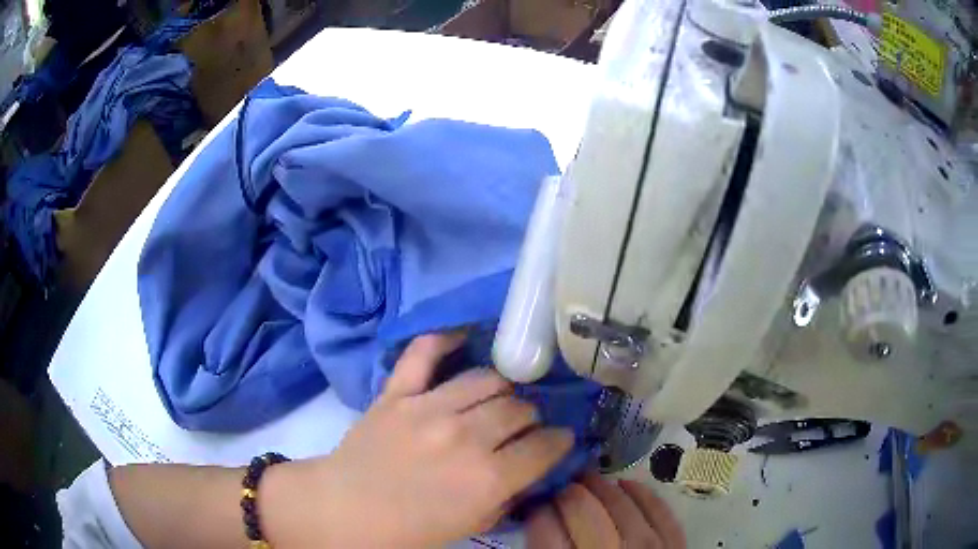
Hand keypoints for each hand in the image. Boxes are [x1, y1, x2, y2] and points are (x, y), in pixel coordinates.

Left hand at [260, 332, 574, 547]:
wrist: (343, 510)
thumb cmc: (407, 531)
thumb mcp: (469, 526)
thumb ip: (505, 498)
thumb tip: (526, 473)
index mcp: (487, 478)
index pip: (545, 445)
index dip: (559, 442)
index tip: (559, 440)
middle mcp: (466, 437)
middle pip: (520, 408)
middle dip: (530, 419)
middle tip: (522, 427)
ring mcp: (428, 408)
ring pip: (488, 380)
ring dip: (502, 390)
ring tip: (496, 401)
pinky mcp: (397, 393)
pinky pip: (424, 353)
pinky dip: (444, 339)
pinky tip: (462, 337)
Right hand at [526, 471, 685, 548]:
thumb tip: (539, 525)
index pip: (546, 531)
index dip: (538, 511)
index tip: (534, 504)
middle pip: (582, 512)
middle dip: (566, 493)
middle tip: (559, 487)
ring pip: (621, 507)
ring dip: (601, 487)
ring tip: (588, 480)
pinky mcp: (676, 548)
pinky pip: (661, 513)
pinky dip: (644, 495)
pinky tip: (628, 484)